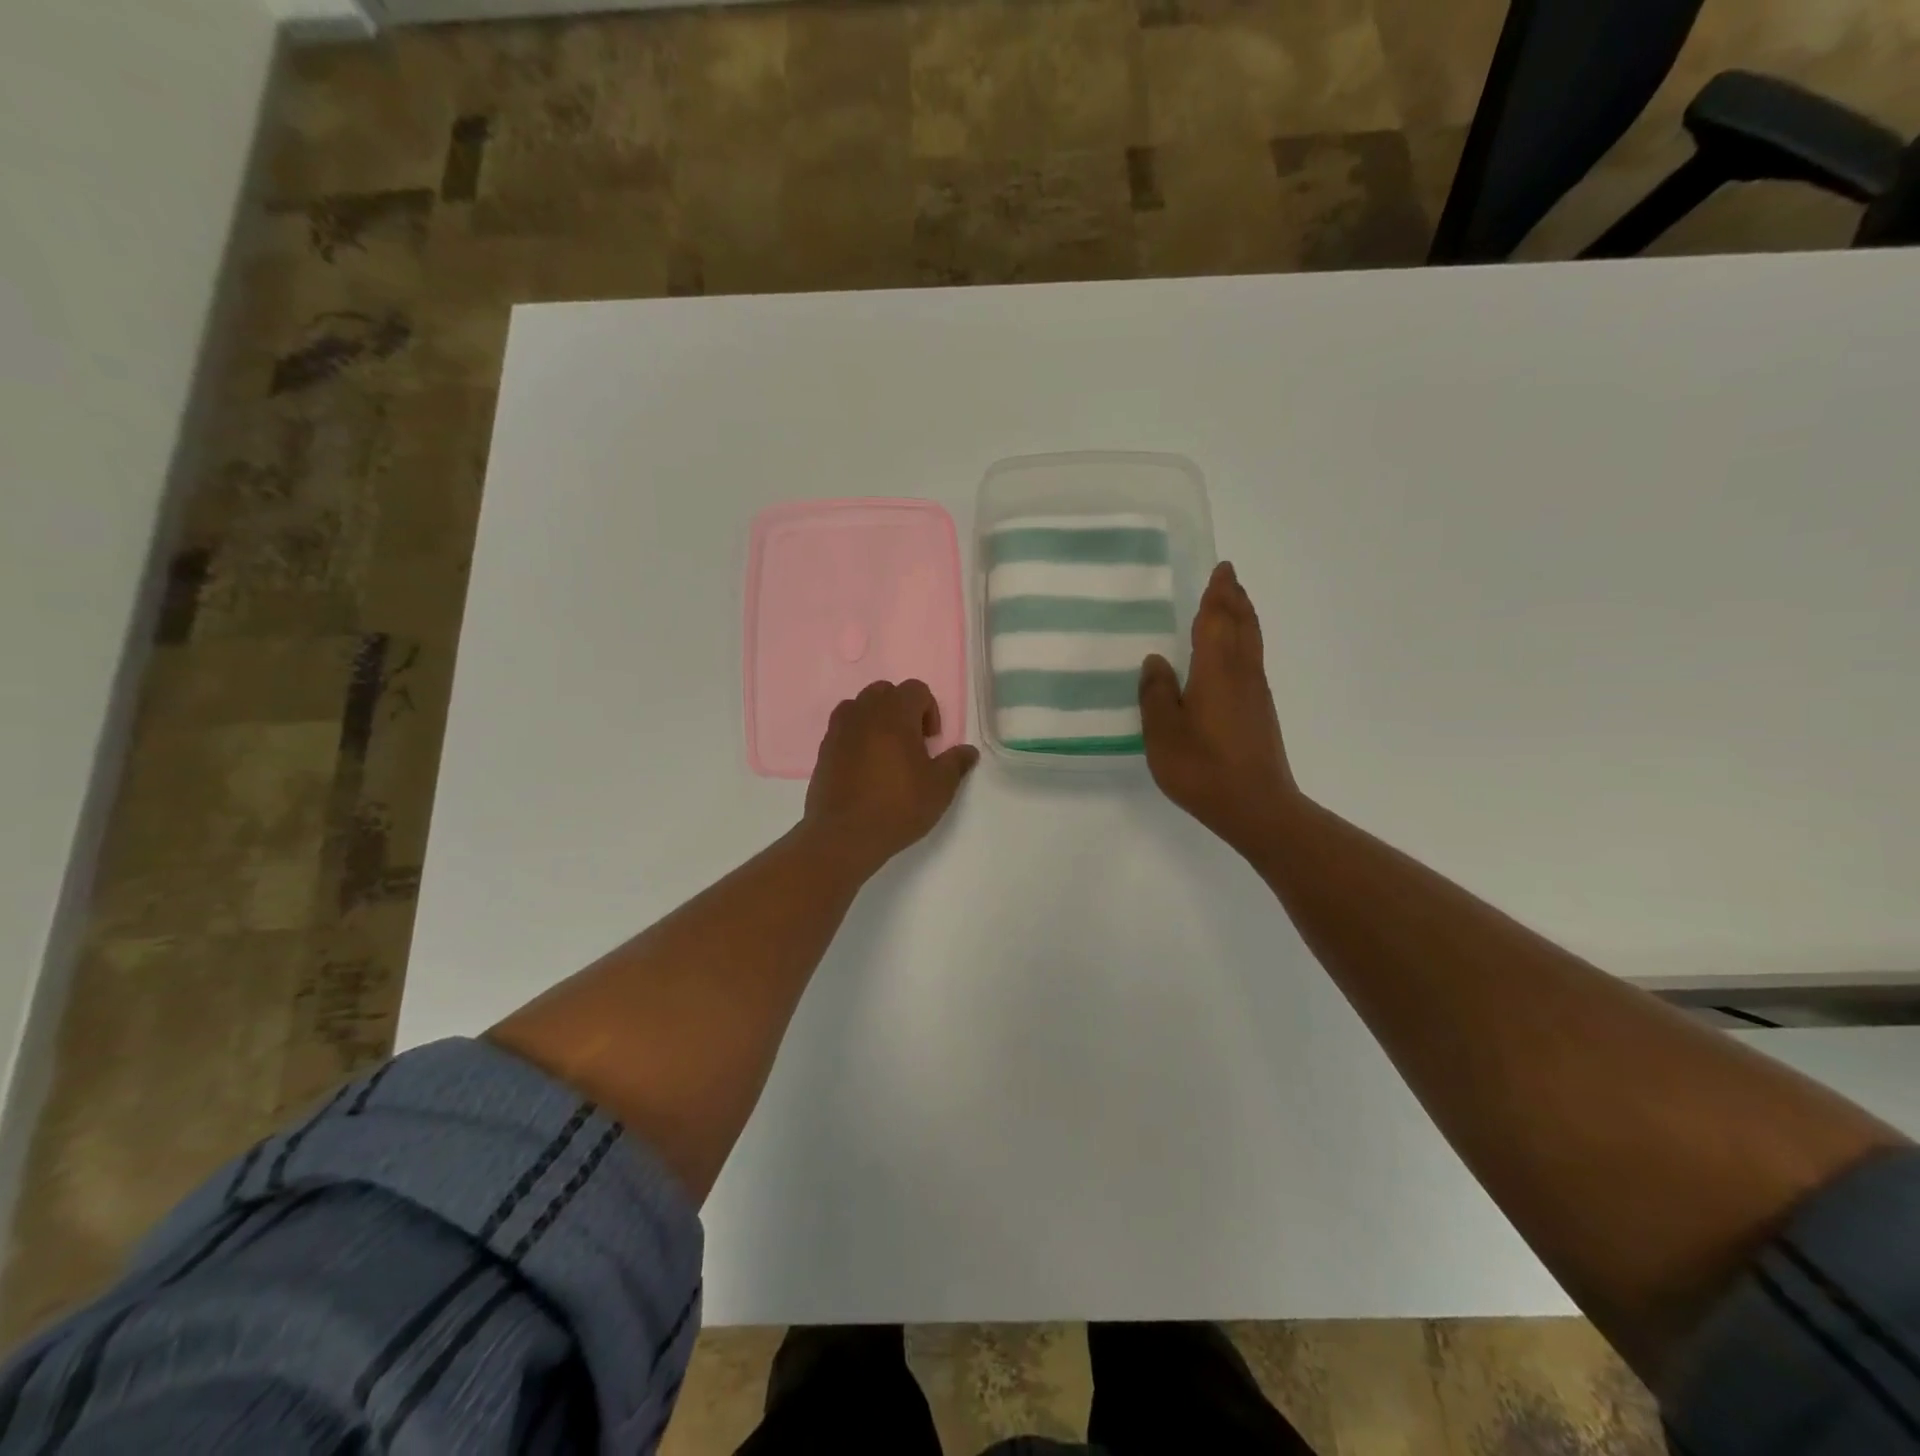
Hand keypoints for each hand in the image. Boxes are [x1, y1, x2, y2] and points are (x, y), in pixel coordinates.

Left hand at [805, 680, 979, 872]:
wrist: (845, 835)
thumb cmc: (898, 806)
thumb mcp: (939, 787)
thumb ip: (955, 763)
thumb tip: (968, 751)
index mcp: (895, 714)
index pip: (916, 689)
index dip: (930, 710)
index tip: (931, 741)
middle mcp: (864, 713)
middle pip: (885, 692)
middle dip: (901, 709)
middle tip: (911, 743)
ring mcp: (839, 730)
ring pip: (860, 706)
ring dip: (876, 719)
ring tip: (886, 752)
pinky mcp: (824, 750)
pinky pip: (843, 729)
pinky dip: (857, 737)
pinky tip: (865, 768)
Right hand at [1139, 561, 1298, 858]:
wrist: (1256, 807)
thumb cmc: (1202, 768)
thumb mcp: (1163, 733)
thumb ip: (1156, 694)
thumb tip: (1155, 660)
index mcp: (1216, 671)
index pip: (1217, 621)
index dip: (1217, 595)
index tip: (1220, 570)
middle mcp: (1242, 674)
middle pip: (1242, 625)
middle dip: (1234, 599)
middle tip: (1227, 577)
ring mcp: (1256, 694)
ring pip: (1251, 643)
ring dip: (1242, 618)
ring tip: (1231, 605)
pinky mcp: (1260, 713)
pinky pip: (1251, 661)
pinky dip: (1243, 643)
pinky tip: (1231, 656)